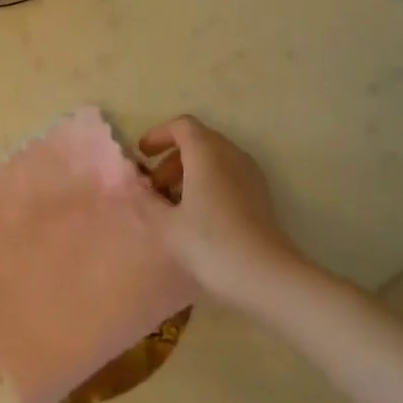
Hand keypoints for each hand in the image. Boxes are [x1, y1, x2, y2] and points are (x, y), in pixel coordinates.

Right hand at [138, 116, 305, 308]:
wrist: (266, 276)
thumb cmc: (210, 243)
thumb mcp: (166, 225)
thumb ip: (146, 200)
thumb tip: (136, 187)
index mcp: (207, 152)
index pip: (182, 126)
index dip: (159, 135)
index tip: (143, 155)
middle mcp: (231, 154)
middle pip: (199, 140)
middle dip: (173, 157)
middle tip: (155, 186)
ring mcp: (250, 174)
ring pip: (215, 158)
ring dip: (191, 171)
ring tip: (174, 202)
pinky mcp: (261, 195)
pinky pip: (229, 174)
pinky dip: (209, 182)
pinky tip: (199, 214)